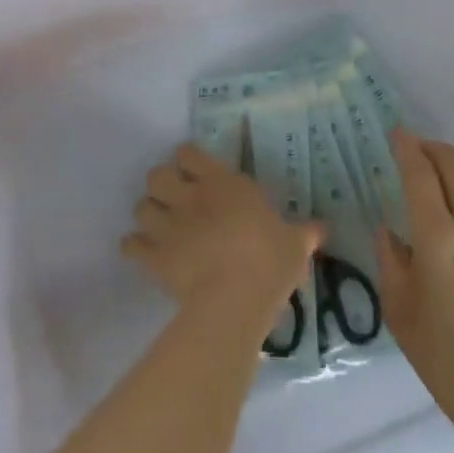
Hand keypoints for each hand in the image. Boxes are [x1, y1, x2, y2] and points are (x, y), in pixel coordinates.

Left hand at [123, 145, 320, 332]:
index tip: (195, 170)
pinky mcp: (154, 255)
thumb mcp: (295, 244)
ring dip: (148, 212)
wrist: (234, 298)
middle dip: (162, 184)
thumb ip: (305, 233)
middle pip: (157, 174)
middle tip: (175, 198)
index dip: (188, 160)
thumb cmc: (269, 261)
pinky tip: (142, 251)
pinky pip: (131, 244)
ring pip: (141, 205)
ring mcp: (168, 225)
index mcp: (222, 183)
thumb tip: (322, 228)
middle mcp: (190, 196)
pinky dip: (134, 246)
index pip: (189, 154)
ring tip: (158, 224)